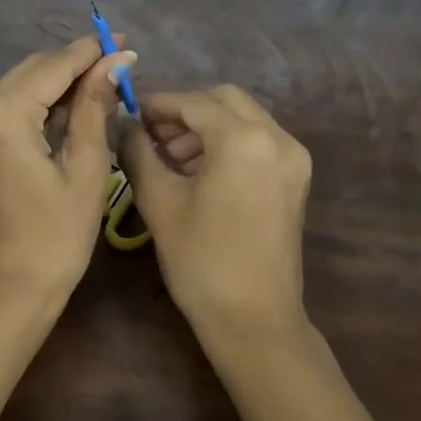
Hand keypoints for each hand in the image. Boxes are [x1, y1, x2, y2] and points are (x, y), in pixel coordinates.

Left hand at [0, 35, 136, 304]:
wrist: (7, 293)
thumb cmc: (55, 239)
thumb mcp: (85, 169)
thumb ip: (95, 106)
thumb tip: (115, 61)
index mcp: (2, 115)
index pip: (53, 66)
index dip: (90, 51)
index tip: (124, 41)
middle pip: (34, 70)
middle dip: (76, 66)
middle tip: (120, 67)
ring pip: (22, 85)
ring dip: (60, 84)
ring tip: (105, 87)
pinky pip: (10, 106)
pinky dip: (41, 104)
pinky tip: (73, 108)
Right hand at [117, 85, 311, 336]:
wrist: (254, 320)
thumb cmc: (201, 260)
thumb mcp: (159, 201)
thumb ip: (138, 151)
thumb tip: (125, 124)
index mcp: (244, 140)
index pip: (194, 103)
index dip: (158, 105)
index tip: (130, 114)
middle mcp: (277, 138)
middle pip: (224, 100)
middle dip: (185, 112)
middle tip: (151, 136)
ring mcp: (292, 158)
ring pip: (242, 118)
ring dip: (206, 126)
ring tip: (169, 158)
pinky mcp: (295, 178)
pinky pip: (257, 140)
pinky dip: (227, 142)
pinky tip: (198, 170)